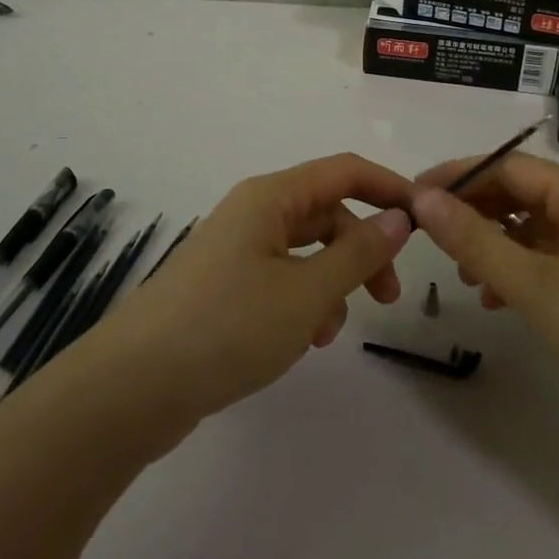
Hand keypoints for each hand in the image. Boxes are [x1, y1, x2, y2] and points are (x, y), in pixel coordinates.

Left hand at [81, 154, 414, 430]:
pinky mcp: (224, 285)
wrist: (132, 387)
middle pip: (326, 212)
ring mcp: (235, 249)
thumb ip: (358, 253)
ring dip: (332, 282)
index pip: (345, 170)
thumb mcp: (306, 292)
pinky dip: (304, 301)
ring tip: (332, 330)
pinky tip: (304, 340)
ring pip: (305, 249)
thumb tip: (399, 218)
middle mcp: (253, 212)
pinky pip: (280, 277)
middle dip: (363, 248)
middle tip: (389, 295)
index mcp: (271, 197)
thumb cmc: (227, 327)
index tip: (426, 220)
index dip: (389, 188)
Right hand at [409, 153, 558, 430]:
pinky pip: (550, 264)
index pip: (511, 167)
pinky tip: (498, 301)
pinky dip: (519, 274)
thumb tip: (422, 198)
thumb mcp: (536, 287)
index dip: (460, 176)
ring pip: (534, 232)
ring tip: (464, 278)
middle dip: (475, 213)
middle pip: (523, 196)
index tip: (414, 195)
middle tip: (431, 237)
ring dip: (494, 246)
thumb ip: (475, 240)